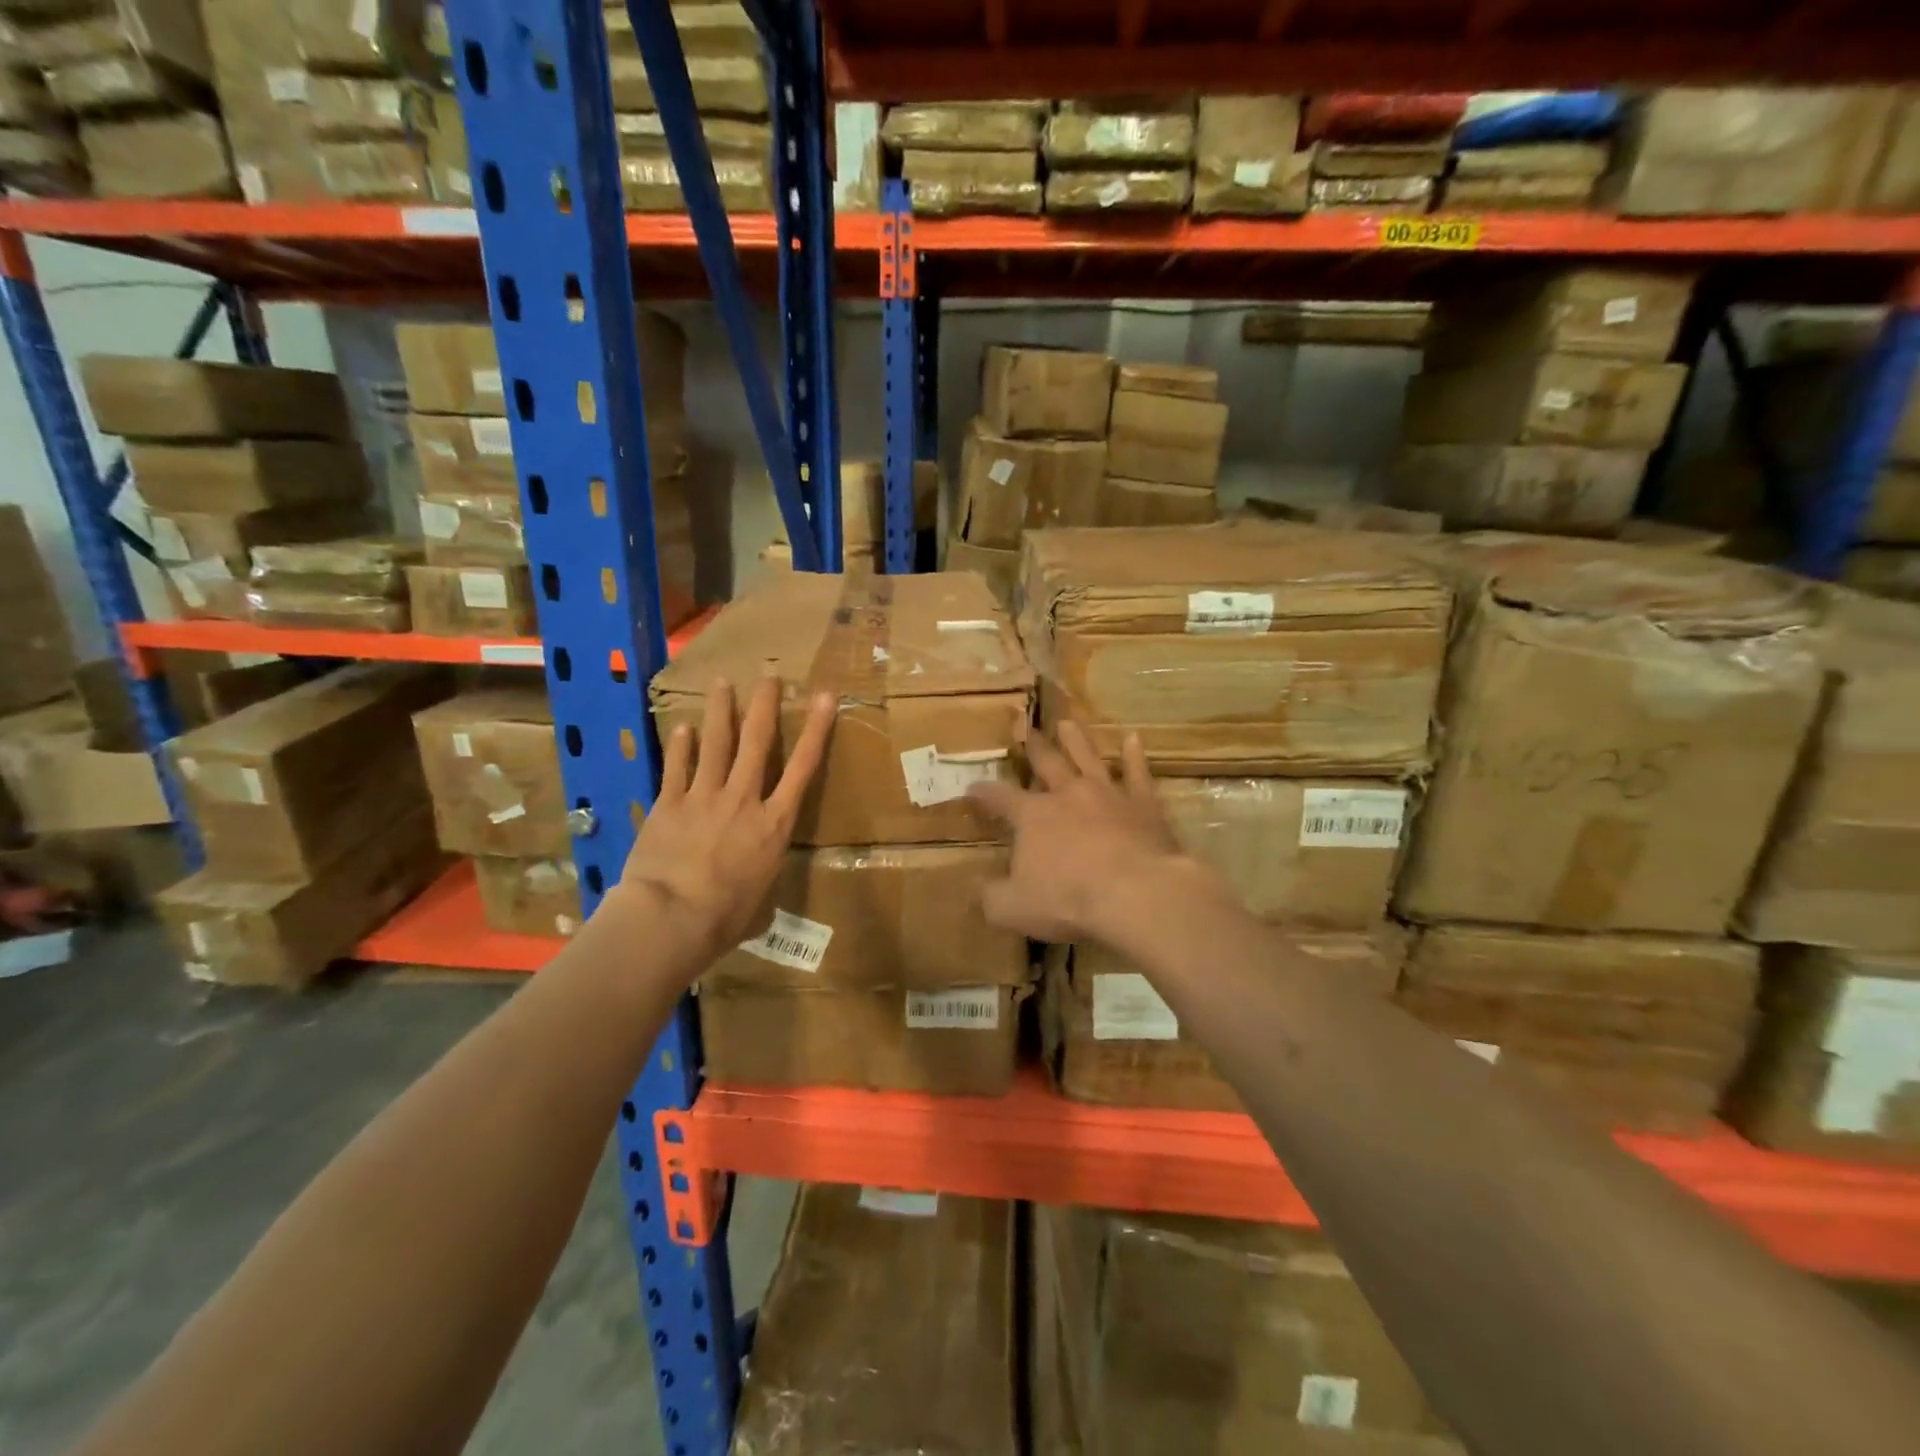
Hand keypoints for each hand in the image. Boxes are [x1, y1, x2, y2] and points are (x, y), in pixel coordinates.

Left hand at [618, 676, 834, 961]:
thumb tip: (753, 890)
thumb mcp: (759, 900)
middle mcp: (744, 800)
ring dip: (722, 711)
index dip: (817, 729)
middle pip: (757, 742)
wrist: (671, 917)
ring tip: (722, 683)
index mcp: (774, 824)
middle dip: (765, 705)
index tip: (825, 697)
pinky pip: (677, 768)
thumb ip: (759, 879)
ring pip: (716, 744)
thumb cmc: (725, 917)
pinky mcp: (670, 804)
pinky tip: (682, 726)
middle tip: (769, 675)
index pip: (803, 767)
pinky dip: (681, 746)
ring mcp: (704, 798)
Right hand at [967, 721, 1200, 943]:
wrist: (1136, 893)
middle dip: (1033, 748)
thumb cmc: (1069, 900)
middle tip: (1025, 728)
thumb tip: (979, 889)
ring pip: (1088, 758)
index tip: (972, 787)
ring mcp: (1108, 794)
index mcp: (1033, 816)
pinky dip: (1135, 756)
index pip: (1000, 798)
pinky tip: (1134, 739)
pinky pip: (1138, 773)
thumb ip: (992, 897)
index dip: (984, 792)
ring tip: (1067, 723)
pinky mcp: (1144, 804)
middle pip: (1047, 763)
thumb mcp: (1013, 908)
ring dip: (1076, 740)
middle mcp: (1068, 795)